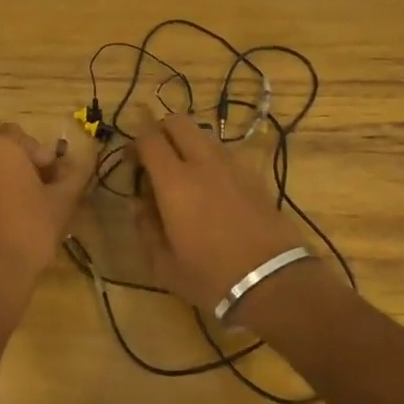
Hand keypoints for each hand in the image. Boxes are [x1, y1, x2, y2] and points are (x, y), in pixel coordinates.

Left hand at [0, 122, 92, 316]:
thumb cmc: (29, 231)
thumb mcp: (63, 202)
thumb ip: (72, 176)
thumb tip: (73, 166)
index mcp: (0, 148)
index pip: (20, 136)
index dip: (38, 154)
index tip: (52, 179)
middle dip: (19, 168)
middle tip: (38, 194)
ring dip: (0, 186)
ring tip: (19, 215)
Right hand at [133, 114, 311, 312]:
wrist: (272, 281)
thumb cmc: (210, 276)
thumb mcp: (163, 264)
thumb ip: (145, 227)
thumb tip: (139, 203)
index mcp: (174, 181)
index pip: (149, 139)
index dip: (135, 145)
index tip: (131, 163)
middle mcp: (203, 162)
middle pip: (178, 122)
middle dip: (161, 132)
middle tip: (156, 159)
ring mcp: (232, 165)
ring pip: (203, 134)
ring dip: (188, 144)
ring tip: (185, 173)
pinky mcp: (254, 175)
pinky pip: (225, 153)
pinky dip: (211, 159)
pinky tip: (212, 188)